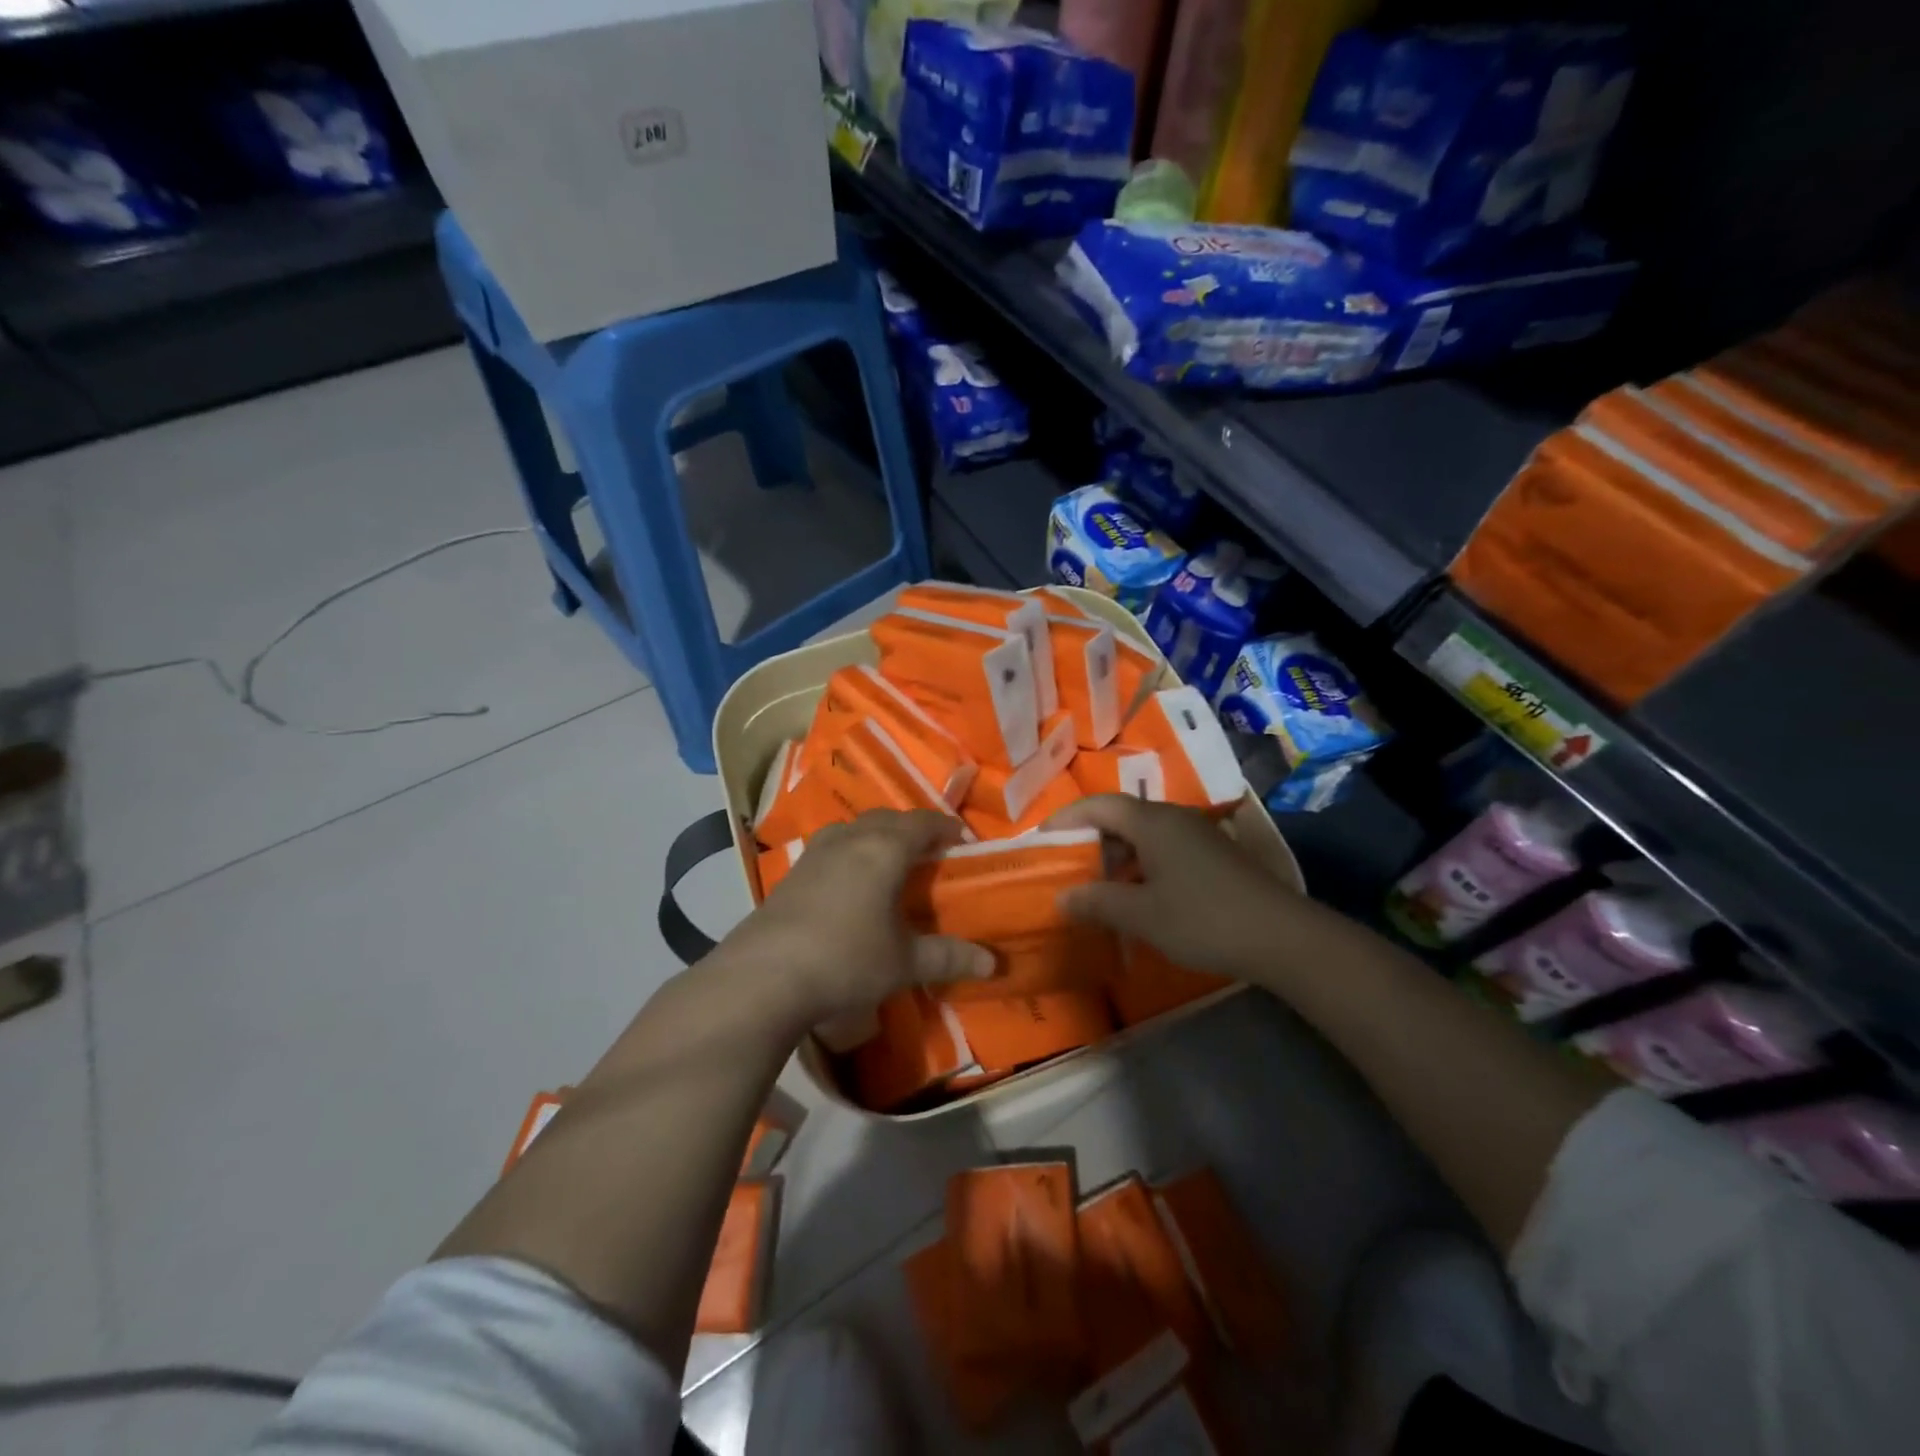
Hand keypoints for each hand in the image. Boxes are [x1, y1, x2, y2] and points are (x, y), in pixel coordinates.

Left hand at [715, 810, 994, 1026]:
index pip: (922, 823)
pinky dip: (850, 853)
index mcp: (884, 849)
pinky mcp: (792, 873)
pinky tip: (849, 882)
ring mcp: (816, 853)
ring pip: (854, 829)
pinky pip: (831, 848)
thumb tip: (992, 964)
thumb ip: (949, 957)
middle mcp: (851, 839)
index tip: (961, 838)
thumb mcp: (904, 962)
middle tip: (929, 849)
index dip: (944, 827)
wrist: (766, 975)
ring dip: (876, 836)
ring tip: (889, 860)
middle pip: (886, 819)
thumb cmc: (847, 959)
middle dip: (911, 828)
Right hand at [1045, 795, 1327, 979]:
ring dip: (1115, 855)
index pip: (1097, 805)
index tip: (1040, 840)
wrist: (1282, 936)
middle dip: (1088, 839)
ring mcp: (1196, 835)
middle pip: (1119, 816)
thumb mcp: (1142, 915)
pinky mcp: (1212, 855)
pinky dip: (1139, 865)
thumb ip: (1097, 902)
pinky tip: (1136, 895)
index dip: (1065, 819)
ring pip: (1142, 834)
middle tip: (1064, 865)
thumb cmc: (1203, 918)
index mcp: (1151, 822)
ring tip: (1094, 884)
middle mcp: (1172, 818)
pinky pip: (1162, 849)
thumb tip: (1062, 896)